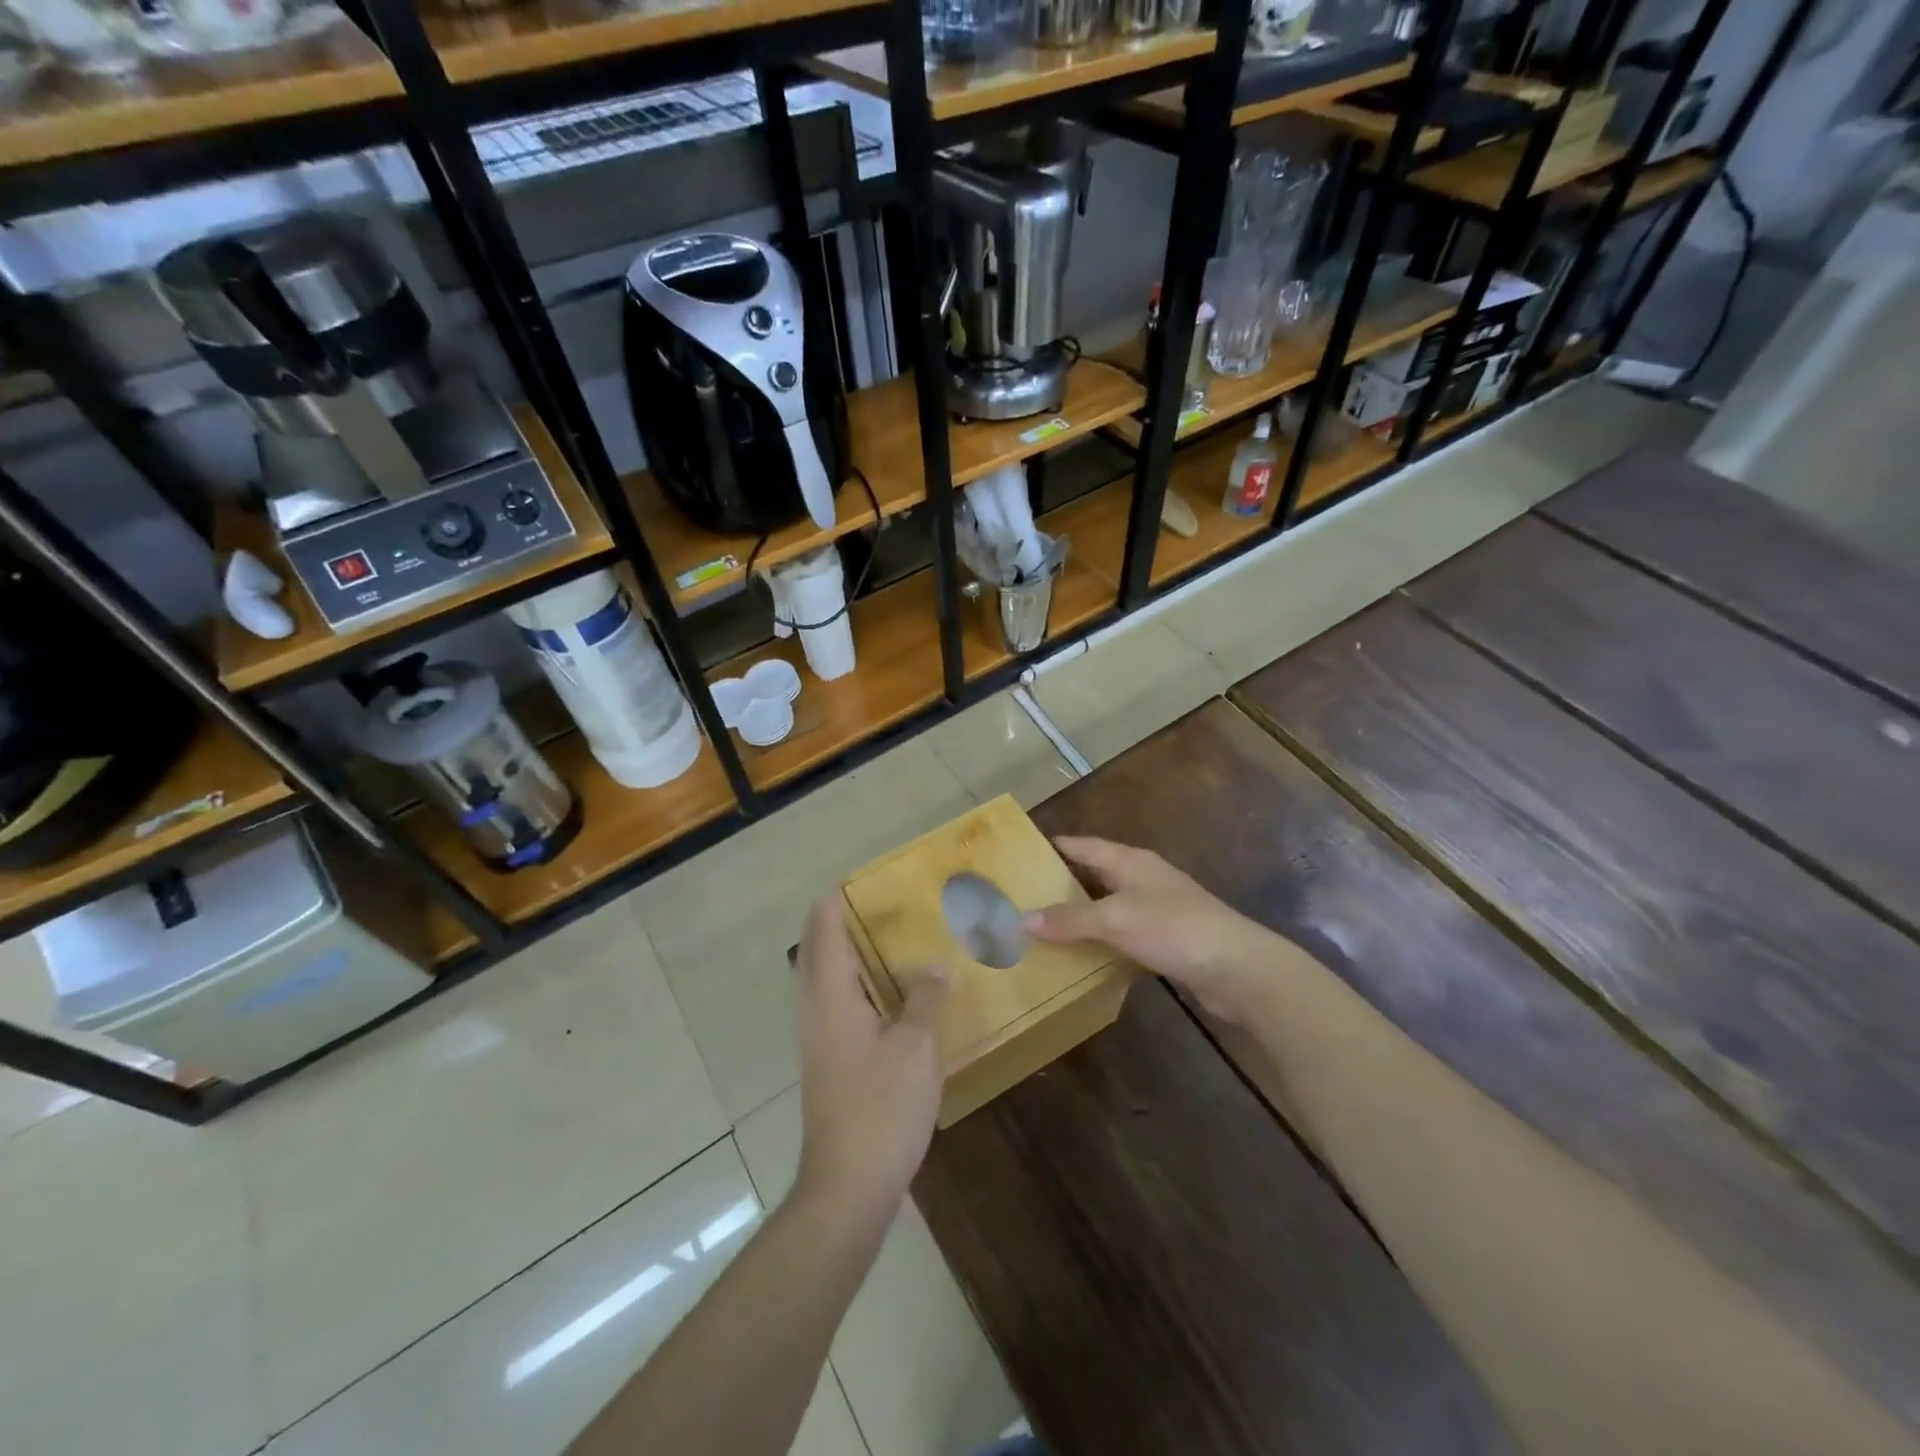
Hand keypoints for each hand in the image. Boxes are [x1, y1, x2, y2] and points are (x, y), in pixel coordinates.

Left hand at [793, 895, 947, 1219]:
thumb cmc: (882, 1107)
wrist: (848, 1185)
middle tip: (862, 903)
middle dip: (829, 925)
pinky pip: (830, 1005)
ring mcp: (816, 1042)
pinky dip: (846, 984)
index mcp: (832, 998)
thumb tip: (933, 966)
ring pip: (819, 982)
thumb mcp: (916, 1048)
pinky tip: (876, 995)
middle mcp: (815, 1013)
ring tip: (871, 938)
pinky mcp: (825, 1065)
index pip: (825, 935)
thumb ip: (924, 1000)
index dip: (832, 905)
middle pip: (813, 955)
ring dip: (837, 954)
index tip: (848, 881)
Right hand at [1024, 836, 1277, 1023]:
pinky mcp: (1168, 939)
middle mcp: (1143, 878)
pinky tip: (1083, 956)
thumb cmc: (1173, 928)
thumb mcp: (1114, 919)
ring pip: (1109, 906)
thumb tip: (1022, 919)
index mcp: (1130, 861)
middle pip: (1095, 874)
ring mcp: (1158, 908)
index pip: (1084, 846)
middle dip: (1062, 883)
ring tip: (1043, 928)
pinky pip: (1124, 934)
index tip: (1021, 854)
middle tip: (1023, 897)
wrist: (1237, 968)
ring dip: (1082, 915)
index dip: (1054, 847)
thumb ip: (1070, 918)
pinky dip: (1103, 941)